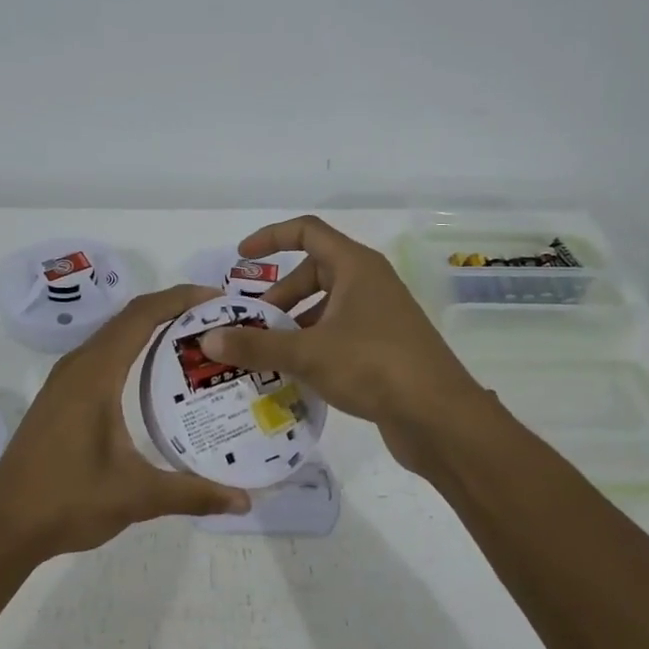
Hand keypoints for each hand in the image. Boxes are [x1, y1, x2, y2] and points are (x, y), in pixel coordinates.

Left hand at [0, 284, 251, 555]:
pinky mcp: (59, 397)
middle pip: (129, 318)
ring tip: (194, 342)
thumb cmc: (67, 500)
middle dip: (172, 310)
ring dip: (150, 329)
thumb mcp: (137, 496)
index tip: (218, 298)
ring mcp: (64, 381)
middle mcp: (78, 366)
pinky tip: (154, 378)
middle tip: (217, 322)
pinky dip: (132, 350)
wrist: (3, 525)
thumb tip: (244, 501)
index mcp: (95, 373)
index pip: (141, 315)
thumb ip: (192, 493)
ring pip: (113, 336)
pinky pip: (102, 356)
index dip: (180, 298)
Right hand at [195, 216, 490, 469]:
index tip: (241, 259)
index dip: (271, 238)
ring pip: (326, 306)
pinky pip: (338, 332)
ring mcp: (380, 315)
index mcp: (355, 267)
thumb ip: (257, 346)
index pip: (307, 232)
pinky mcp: (384, 346)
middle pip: (314, 272)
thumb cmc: (374, 366)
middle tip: (252, 324)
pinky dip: (313, 343)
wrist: (440, 417)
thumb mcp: (308, 353)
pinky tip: (295, 373)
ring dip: (294, 323)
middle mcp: (369, 283)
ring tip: (266, 353)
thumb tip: (209, 340)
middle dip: (279, 295)